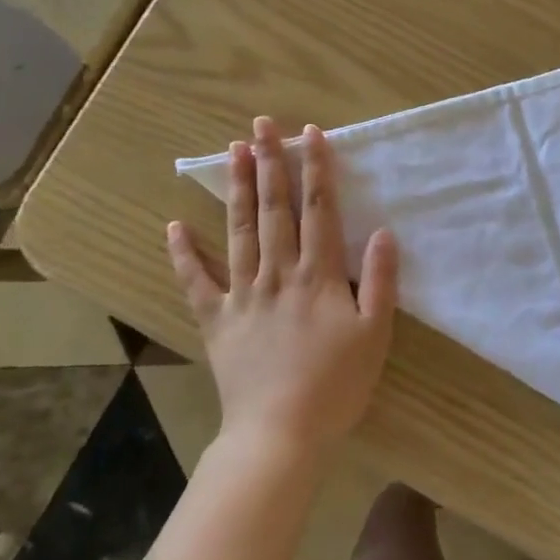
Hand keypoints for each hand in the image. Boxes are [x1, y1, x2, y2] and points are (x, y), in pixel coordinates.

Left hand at [166, 116, 398, 461]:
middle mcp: (278, 273)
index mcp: (318, 275)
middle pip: (275, 209)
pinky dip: (184, 253)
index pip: (319, 210)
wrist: (279, 435)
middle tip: (262, 125)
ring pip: (239, 231)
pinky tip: (174, 224)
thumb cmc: (335, 385)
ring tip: (232, 151)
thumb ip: (380, 281)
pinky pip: (196, 281)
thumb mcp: (374, 335)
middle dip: (270, 163)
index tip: (310, 133)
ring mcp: (242, 294)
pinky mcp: (216, 319)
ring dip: (237, 189)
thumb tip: (384, 232)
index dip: (315, 169)